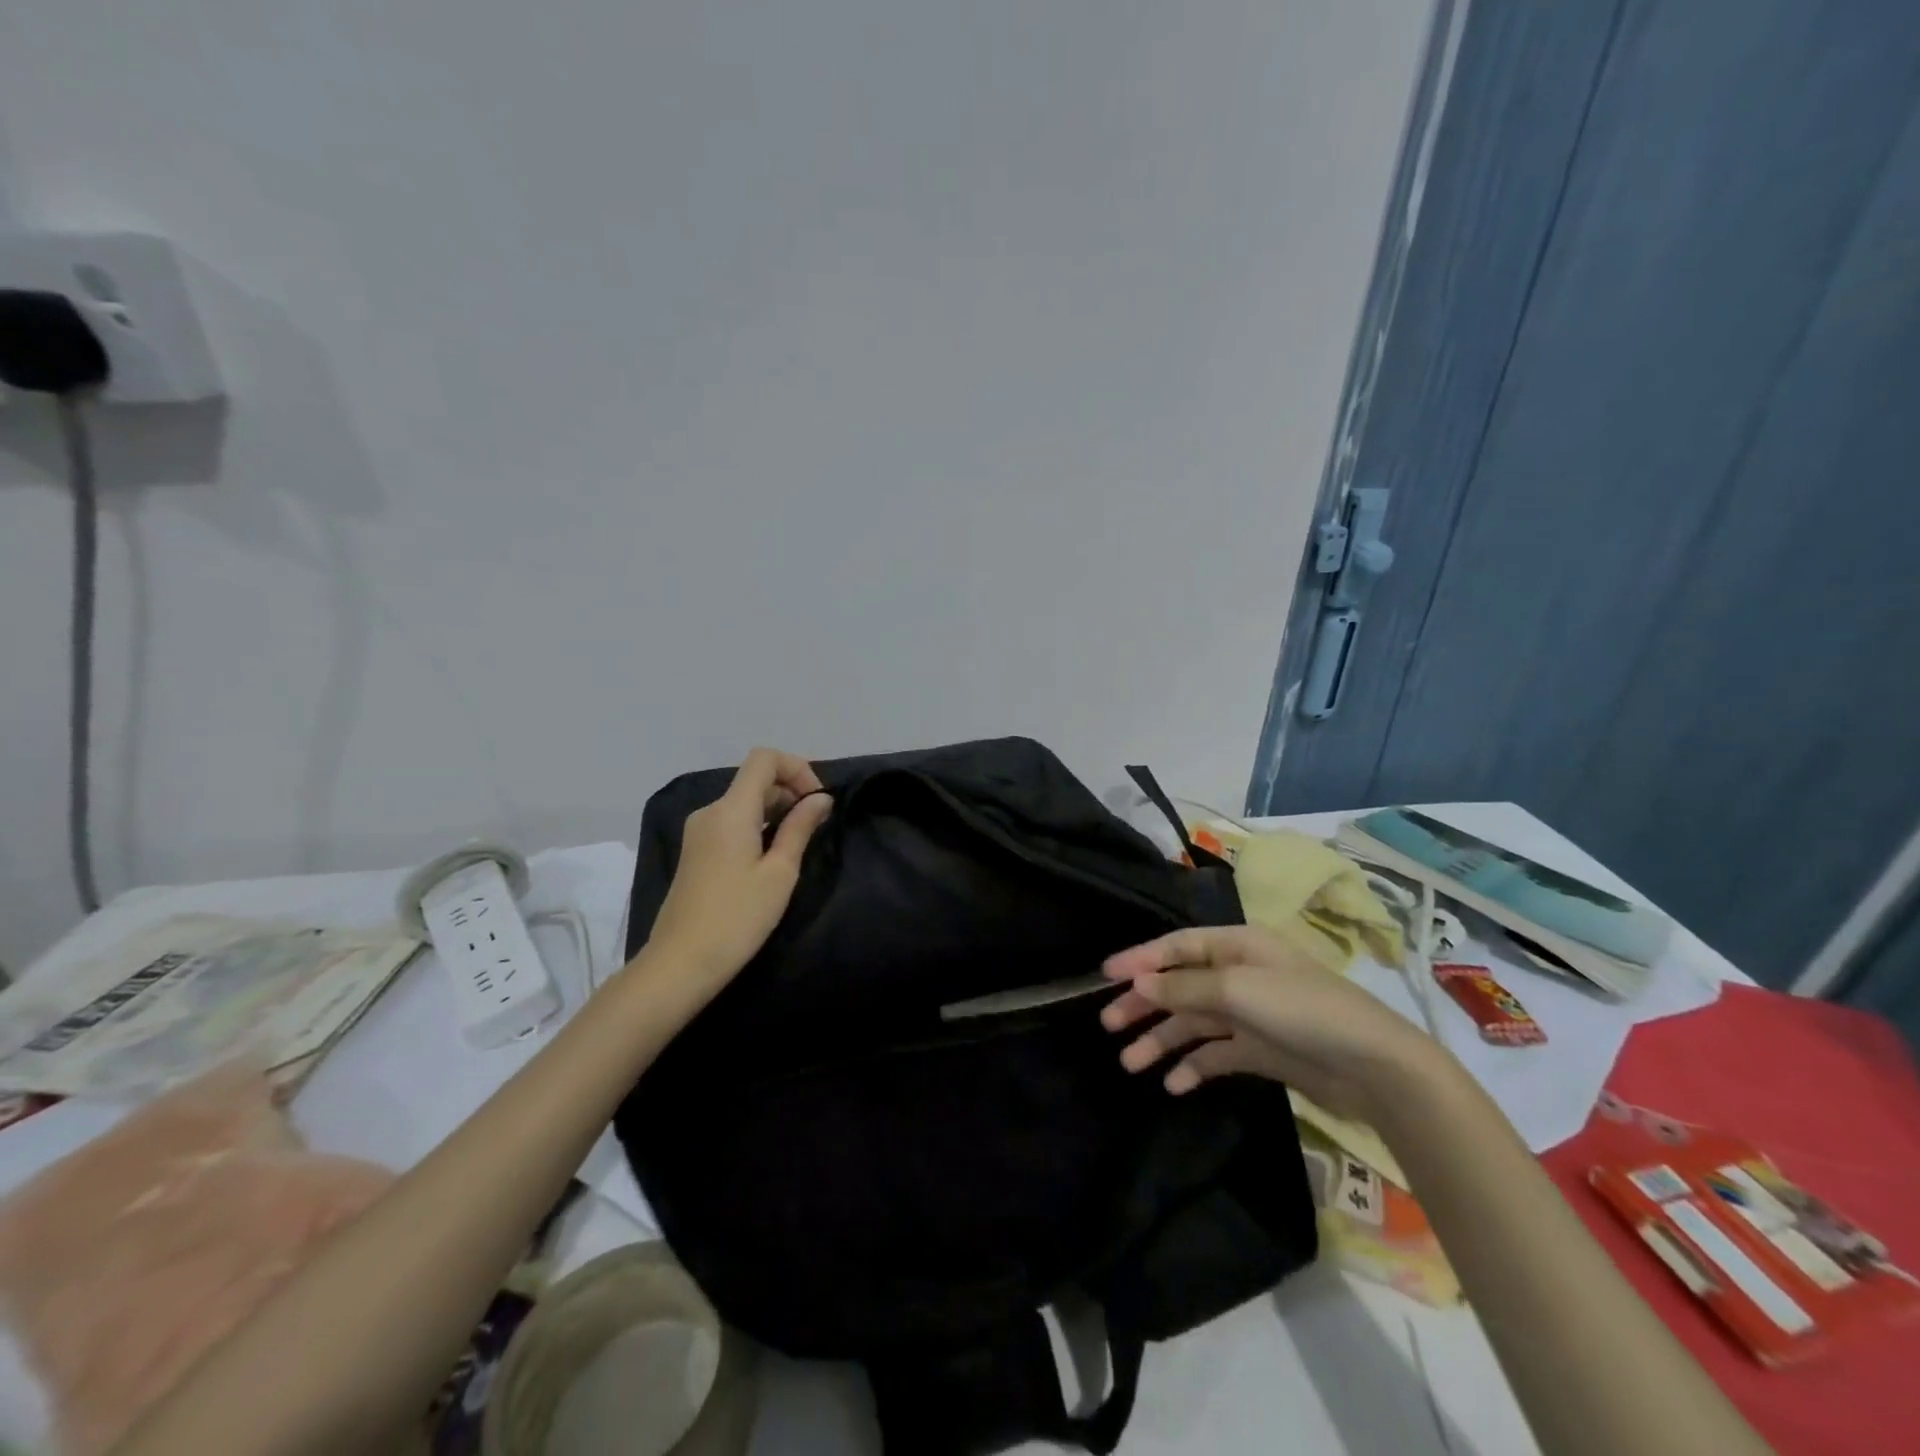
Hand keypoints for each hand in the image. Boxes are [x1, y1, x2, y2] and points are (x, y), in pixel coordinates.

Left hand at [645, 748, 833, 990]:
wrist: (680, 963)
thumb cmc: (738, 917)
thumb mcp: (779, 873)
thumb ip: (800, 828)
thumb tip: (820, 799)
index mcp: (731, 810)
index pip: (764, 759)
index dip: (797, 768)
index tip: (817, 800)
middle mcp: (710, 811)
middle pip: (755, 779)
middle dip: (790, 790)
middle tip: (817, 824)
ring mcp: (698, 832)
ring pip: (743, 801)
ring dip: (776, 809)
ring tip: (800, 841)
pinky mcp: (695, 851)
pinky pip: (732, 822)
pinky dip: (758, 825)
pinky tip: (772, 855)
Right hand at [1101, 924, 1440, 1124]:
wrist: (1374, 1068)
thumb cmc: (1303, 1011)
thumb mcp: (1238, 990)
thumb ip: (1184, 988)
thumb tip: (1138, 983)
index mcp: (1236, 947)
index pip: (1177, 947)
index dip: (1140, 959)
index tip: (1104, 976)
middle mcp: (1239, 975)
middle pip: (1179, 986)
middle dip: (1144, 1004)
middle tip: (1108, 1025)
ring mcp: (1249, 1014)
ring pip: (1192, 1023)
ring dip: (1161, 1040)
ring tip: (1131, 1063)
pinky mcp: (1259, 1050)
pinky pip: (1215, 1054)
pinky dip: (1192, 1066)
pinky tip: (1172, 1084)